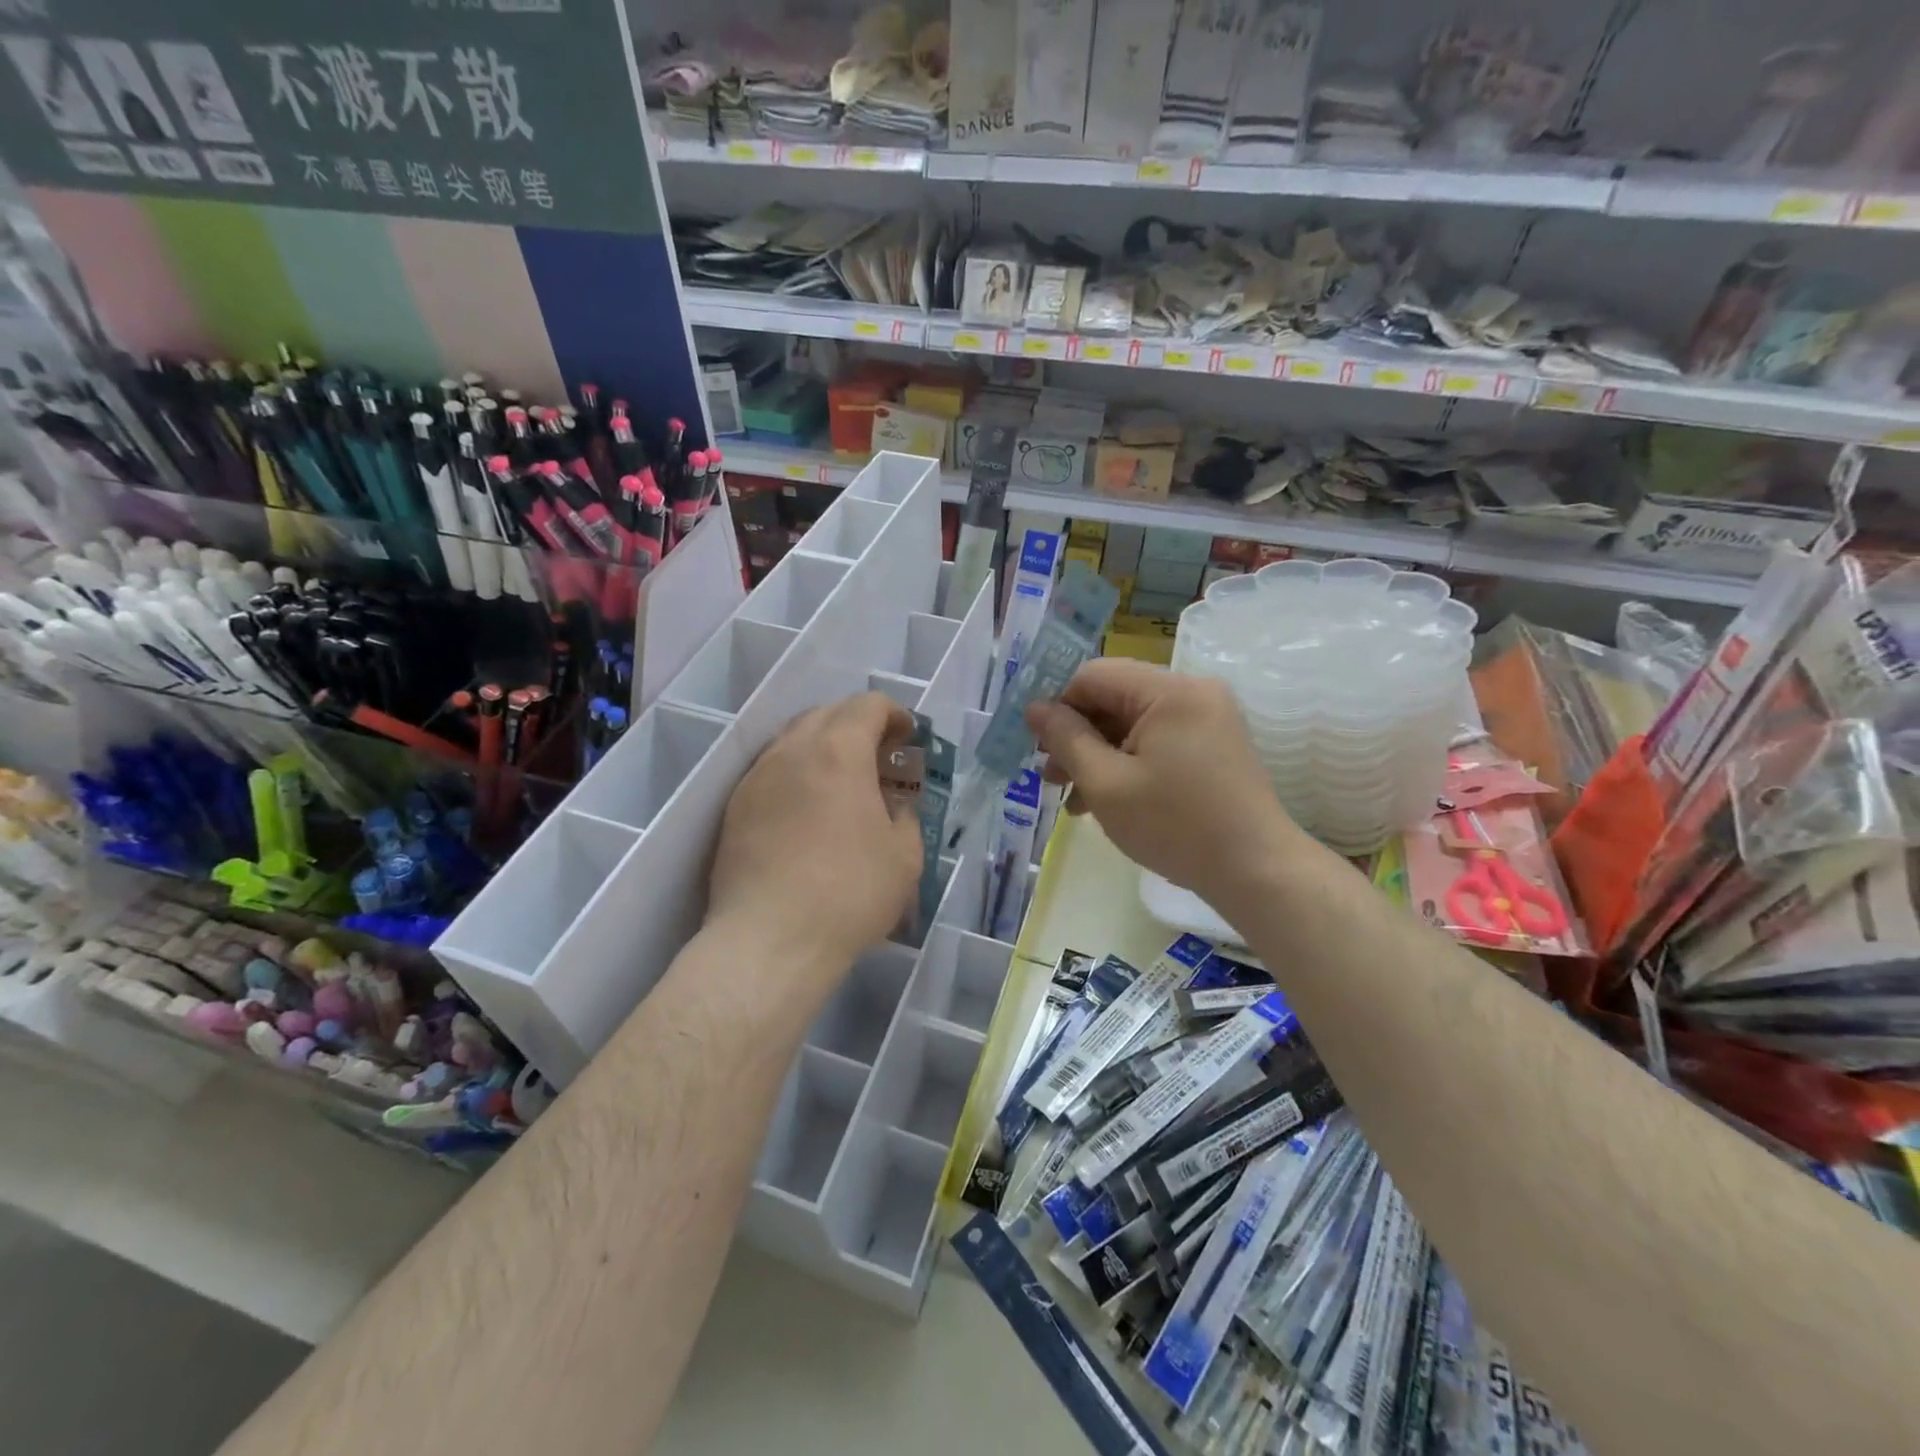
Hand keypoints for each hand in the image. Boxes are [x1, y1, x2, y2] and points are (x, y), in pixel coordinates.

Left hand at [707, 693, 923, 974]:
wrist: (769, 940)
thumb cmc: (850, 894)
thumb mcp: (905, 857)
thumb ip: (905, 817)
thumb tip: (894, 807)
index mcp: (839, 752)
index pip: (867, 705)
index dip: (894, 714)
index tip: (908, 737)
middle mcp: (792, 751)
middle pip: (827, 714)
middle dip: (858, 725)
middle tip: (880, 758)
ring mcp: (757, 778)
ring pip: (793, 739)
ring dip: (824, 747)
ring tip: (843, 782)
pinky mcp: (735, 808)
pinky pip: (771, 771)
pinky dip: (797, 773)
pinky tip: (808, 810)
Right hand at [1025, 660, 1308, 907]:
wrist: (1256, 870)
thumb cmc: (1175, 825)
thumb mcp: (1106, 783)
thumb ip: (1065, 738)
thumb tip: (1035, 707)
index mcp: (1169, 690)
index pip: (1094, 675)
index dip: (1057, 705)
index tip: (1036, 745)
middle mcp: (1193, 691)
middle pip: (1115, 697)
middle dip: (1078, 735)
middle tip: (1050, 776)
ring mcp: (1208, 717)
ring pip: (1133, 722)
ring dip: (1099, 753)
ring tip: (1073, 797)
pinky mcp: (1214, 743)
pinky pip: (1158, 739)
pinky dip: (1128, 762)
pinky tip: (1105, 799)